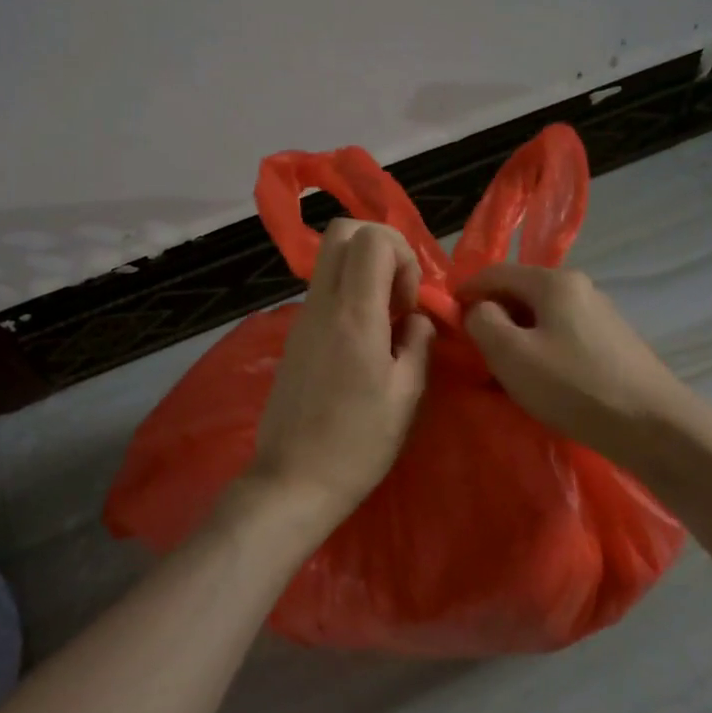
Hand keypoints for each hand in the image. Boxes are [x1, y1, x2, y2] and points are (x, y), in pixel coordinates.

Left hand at [250, 220, 435, 535]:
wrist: (293, 479)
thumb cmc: (358, 443)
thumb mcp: (406, 396)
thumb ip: (418, 344)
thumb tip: (415, 319)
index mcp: (353, 314)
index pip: (371, 239)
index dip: (402, 255)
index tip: (408, 302)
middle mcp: (321, 305)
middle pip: (342, 232)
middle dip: (380, 247)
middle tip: (398, 293)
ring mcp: (302, 319)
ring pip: (329, 260)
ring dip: (363, 272)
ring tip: (384, 322)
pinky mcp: (293, 337)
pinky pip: (322, 291)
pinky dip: (348, 295)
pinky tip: (363, 341)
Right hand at [460, 264, 692, 466]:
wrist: (653, 426)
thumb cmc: (574, 386)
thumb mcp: (511, 354)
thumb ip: (483, 322)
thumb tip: (479, 309)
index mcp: (553, 282)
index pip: (494, 272)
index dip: (464, 292)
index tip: (445, 321)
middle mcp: (580, 287)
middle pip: (519, 292)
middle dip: (491, 317)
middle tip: (474, 352)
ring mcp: (600, 314)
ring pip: (541, 316)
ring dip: (516, 337)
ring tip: (503, 371)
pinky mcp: (612, 342)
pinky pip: (562, 335)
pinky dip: (541, 350)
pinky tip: (540, 379)